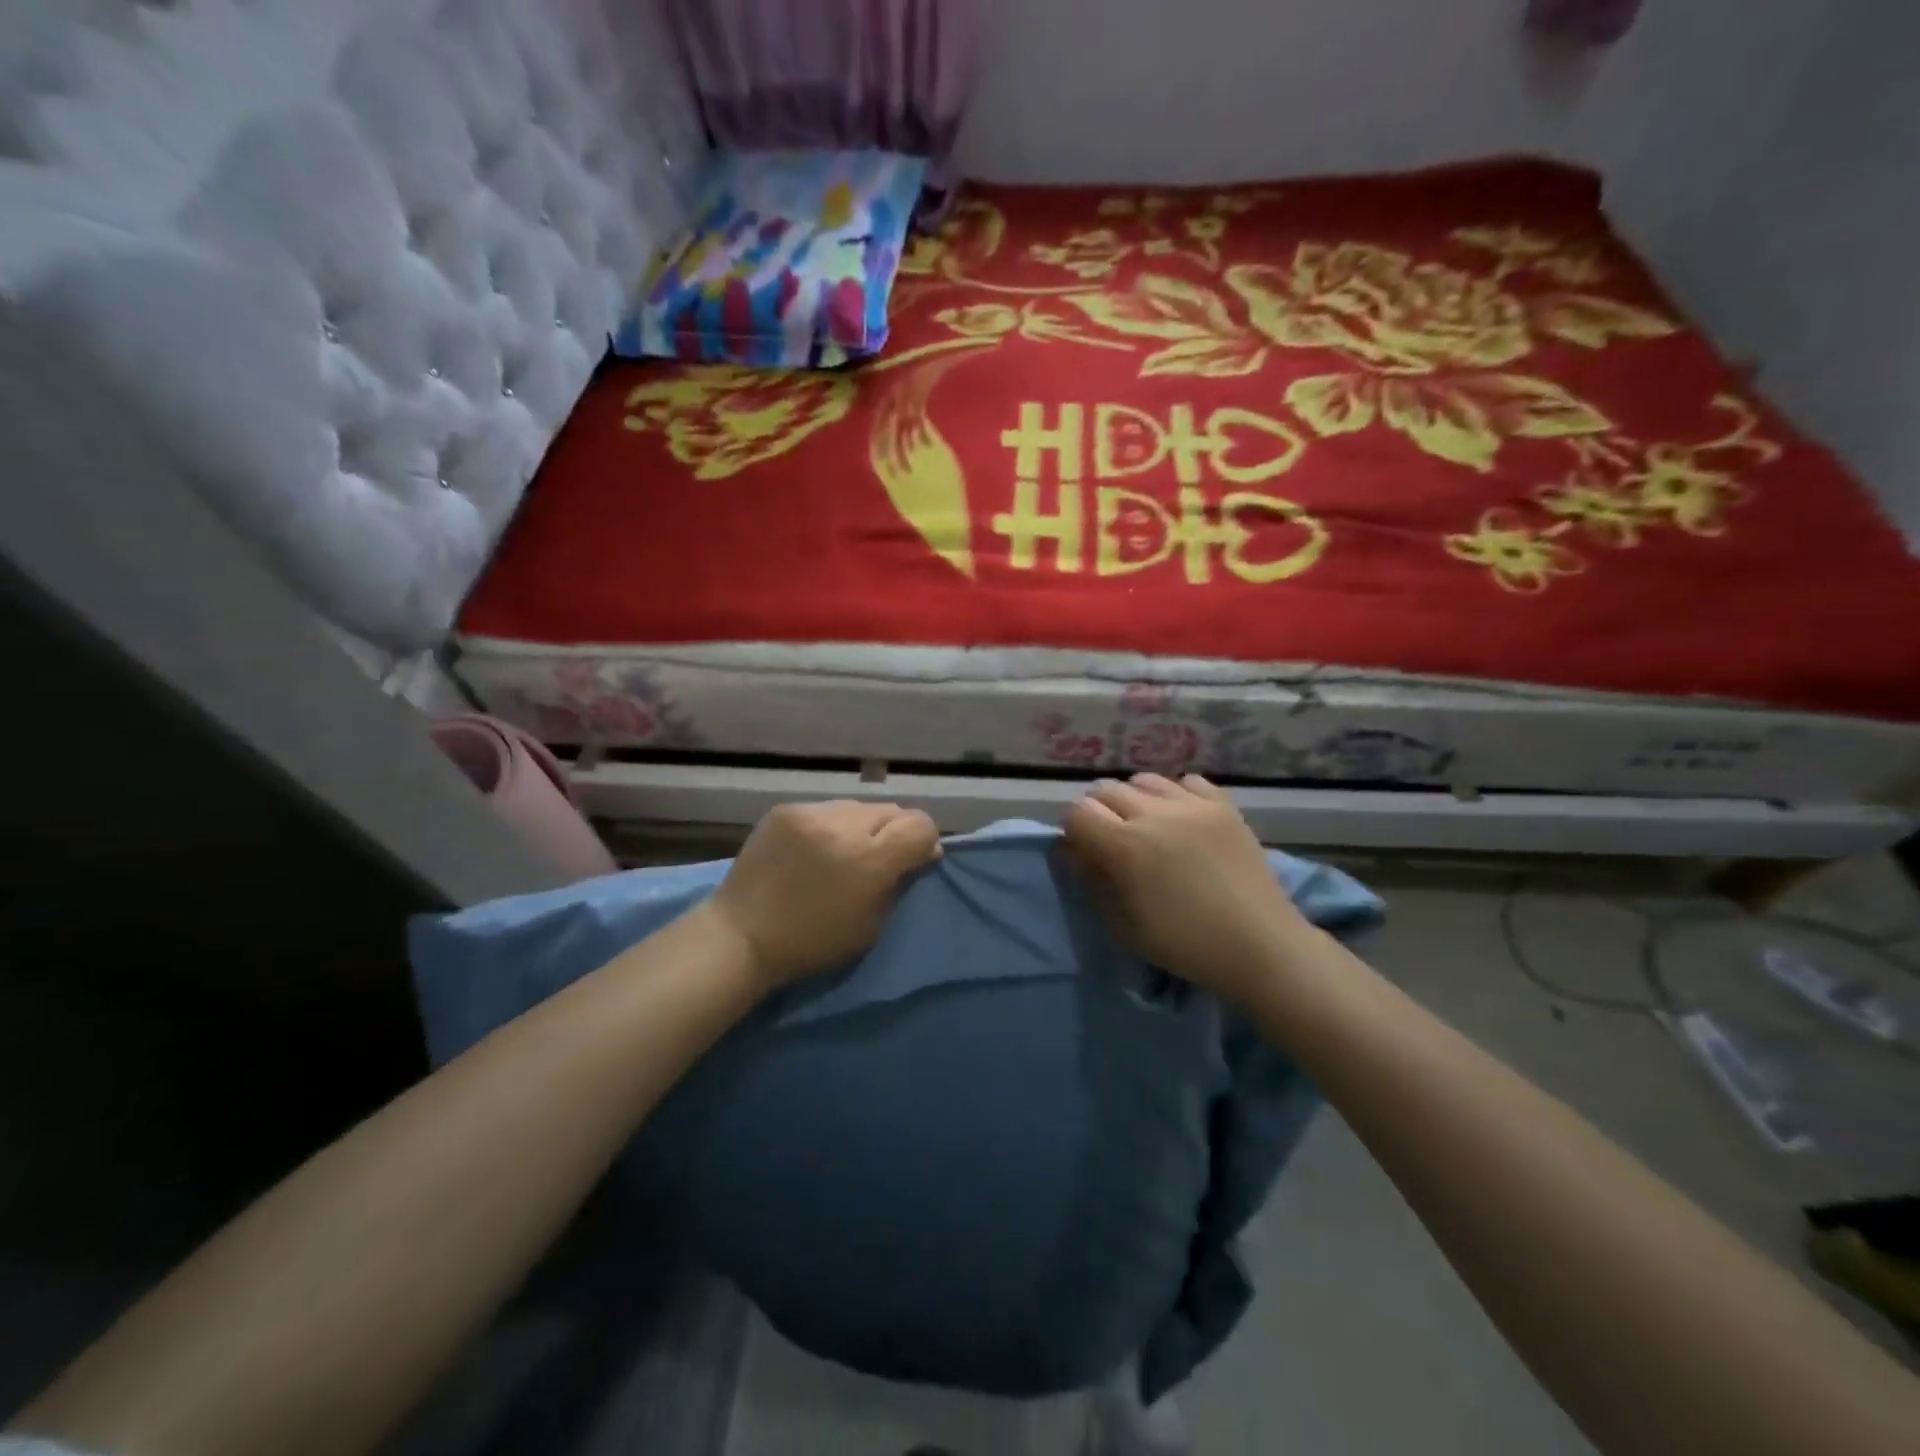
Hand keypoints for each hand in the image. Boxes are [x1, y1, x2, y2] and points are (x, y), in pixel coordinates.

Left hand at [708, 801, 941, 988]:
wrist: (741, 935)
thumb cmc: (812, 943)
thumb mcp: (872, 925)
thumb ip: (900, 882)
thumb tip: (922, 851)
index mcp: (869, 860)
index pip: (921, 825)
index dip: (925, 840)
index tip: (916, 859)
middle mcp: (843, 826)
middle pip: (893, 810)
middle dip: (895, 832)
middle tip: (880, 857)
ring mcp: (811, 812)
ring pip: (859, 807)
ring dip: (862, 826)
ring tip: (844, 851)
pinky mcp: (786, 809)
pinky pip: (826, 808)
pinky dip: (831, 825)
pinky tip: (816, 847)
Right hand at [1061, 773, 1309, 1001]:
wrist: (1259, 945)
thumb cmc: (1183, 944)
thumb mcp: (1123, 925)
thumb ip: (1091, 880)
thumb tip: (1069, 850)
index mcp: (1123, 846)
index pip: (1077, 811)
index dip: (1073, 829)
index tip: (1084, 849)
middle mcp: (1153, 813)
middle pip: (1106, 790)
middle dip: (1100, 811)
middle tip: (1113, 839)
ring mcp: (1191, 805)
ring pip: (1144, 780)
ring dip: (1135, 799)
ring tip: (1147, 825)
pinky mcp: (1223, 805)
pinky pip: (1187, 782)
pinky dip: (1176, 794)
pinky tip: (1181, 818)